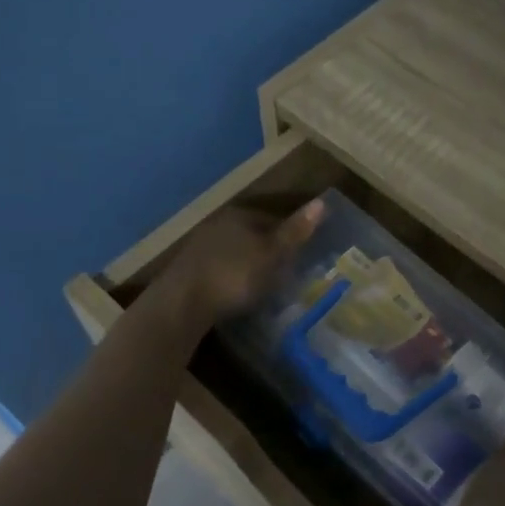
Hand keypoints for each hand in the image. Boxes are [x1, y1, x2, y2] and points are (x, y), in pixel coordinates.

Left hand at [152, 200, 323, 329]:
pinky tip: (238, 293)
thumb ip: (295, 232)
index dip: (289, 236)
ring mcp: (200, 247)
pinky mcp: (189, 270)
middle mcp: (218, 224)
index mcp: (239, 215)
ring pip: (235, 251)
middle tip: (286, 272)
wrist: (182, 303)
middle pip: (252, 234)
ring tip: (265, 285)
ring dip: (249, 264)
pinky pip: (220, 268)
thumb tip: (323, 202)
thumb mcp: (271, 254)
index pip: (272, 219)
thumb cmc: (234, 275)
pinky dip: (232, 277)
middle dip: (268, 250)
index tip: (301, 255)